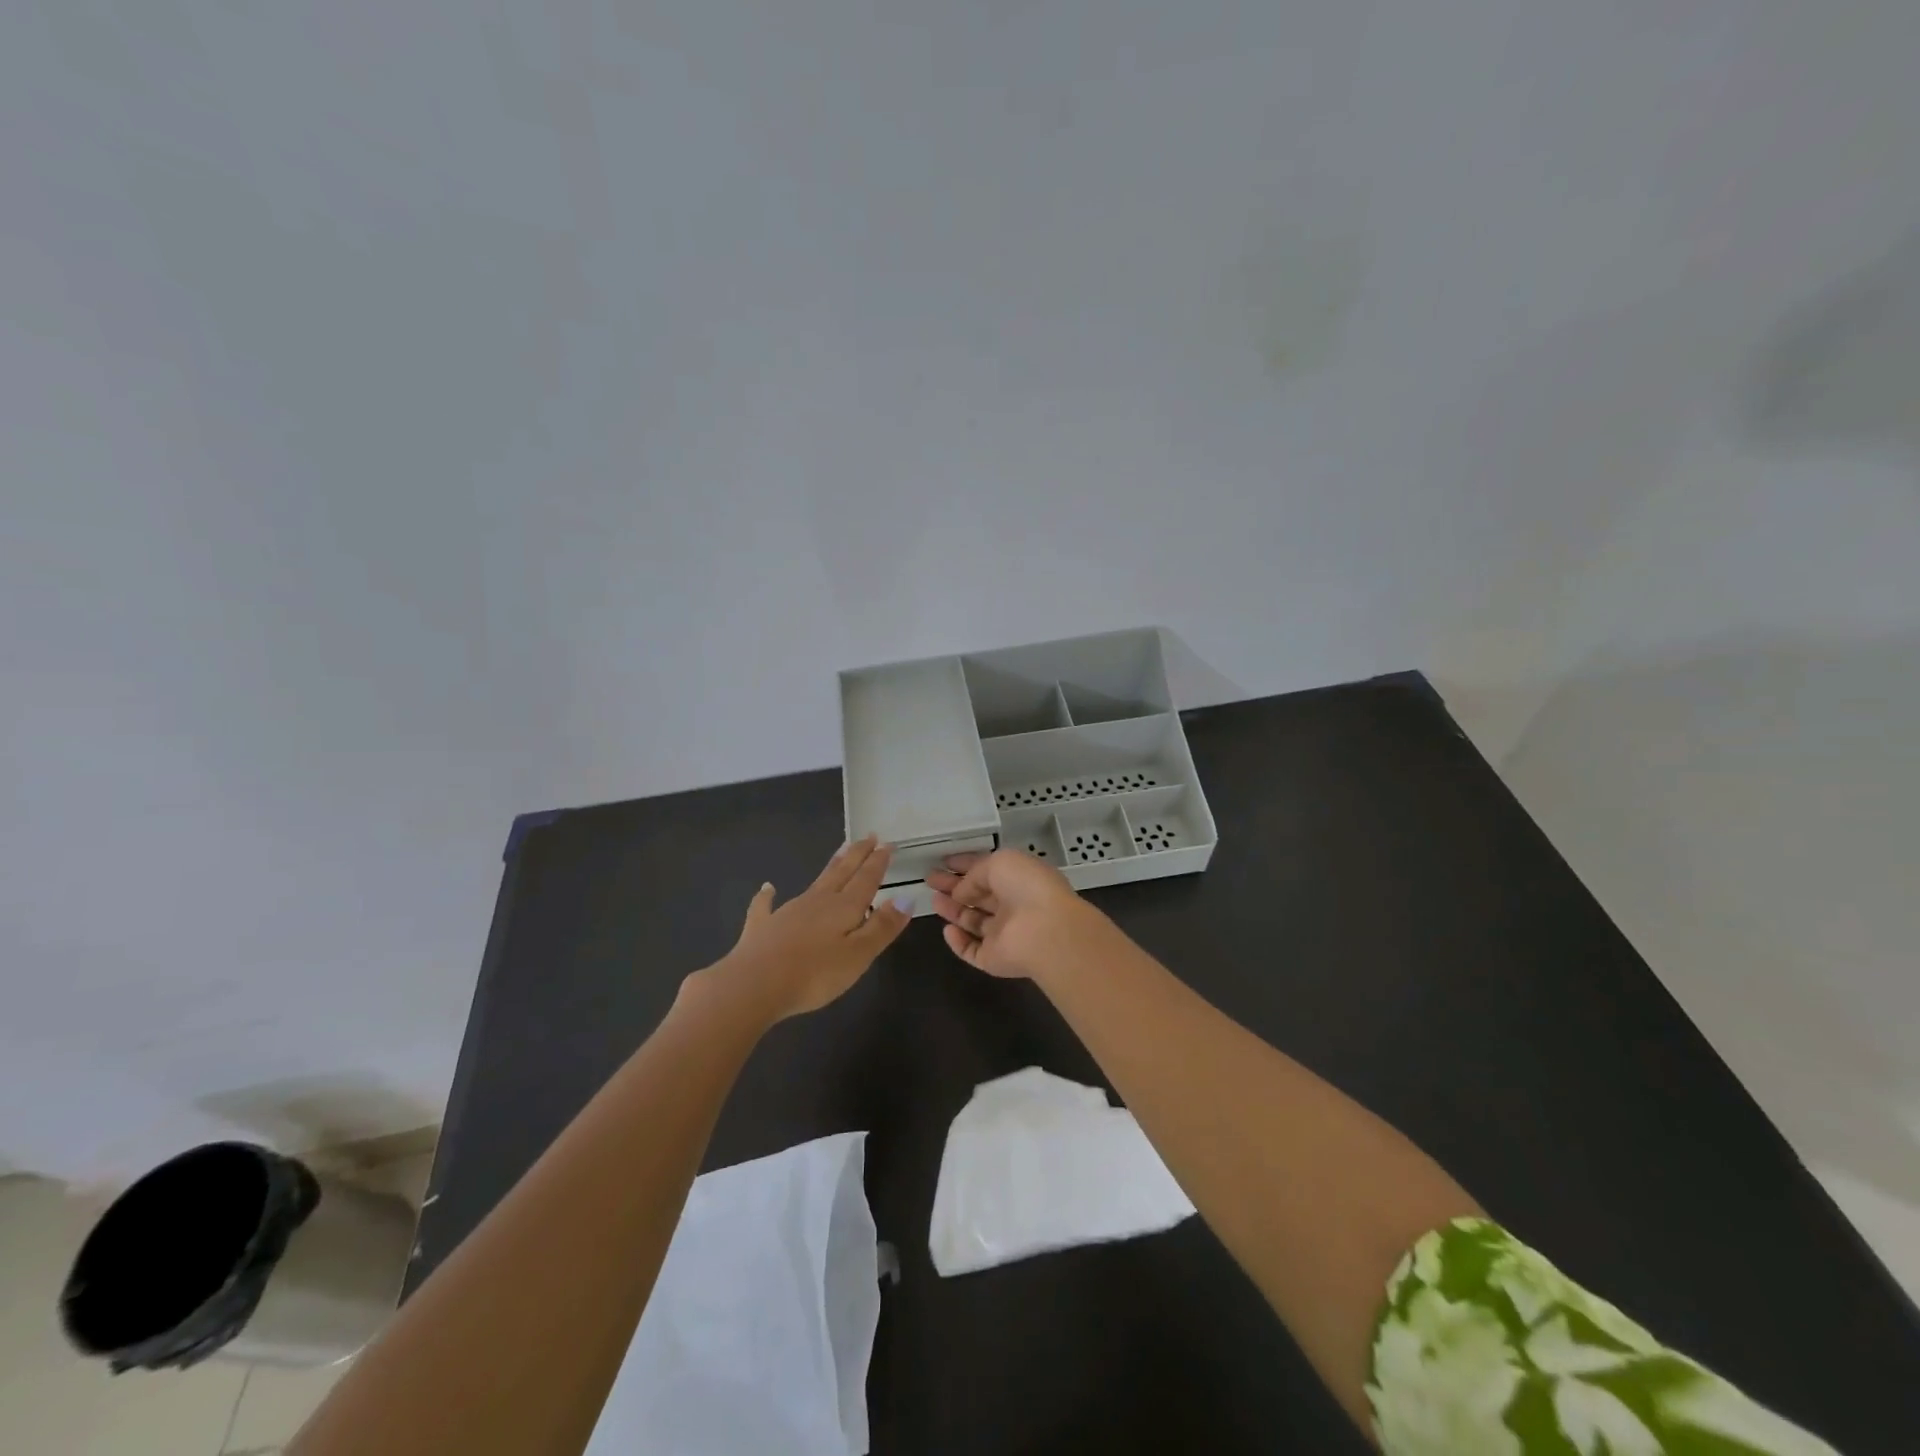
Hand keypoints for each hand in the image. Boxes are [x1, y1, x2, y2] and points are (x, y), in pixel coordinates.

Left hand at [702, 836, 912, 1021]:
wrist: (753, 985)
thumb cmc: (814, 974)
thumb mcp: (859, 955)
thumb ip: (882, 926)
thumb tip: (906, 898)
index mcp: (844, 907)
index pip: (866, 879)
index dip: (878, 862)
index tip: (887, 844)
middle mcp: (818, 901)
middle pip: (842, 872)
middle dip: (857, 854)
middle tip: (868, 836)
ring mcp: (788, 911)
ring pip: (815, 882)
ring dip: (830, 867)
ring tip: (840, 853)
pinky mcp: (763, 926)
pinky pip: (767, 905)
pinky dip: (768, 895)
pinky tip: (768, 888)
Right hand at [926, 847, 1099, 981]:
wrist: (1046, 931)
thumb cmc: (1026, 887)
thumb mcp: (999, 863)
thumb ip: (975, 874)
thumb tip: (961, 891)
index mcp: (1019, 879)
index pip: (988, 871)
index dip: (966, 865)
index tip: (943, 862)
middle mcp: (1013, 906)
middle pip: (979, 896)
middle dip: (954, 887)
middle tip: (930, 879)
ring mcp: (1004, 934)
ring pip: (974, 922)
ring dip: (954, 910)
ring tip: (933, 900)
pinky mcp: (994, 959)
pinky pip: (972, 950)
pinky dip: (958, 941)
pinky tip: (947, 929)